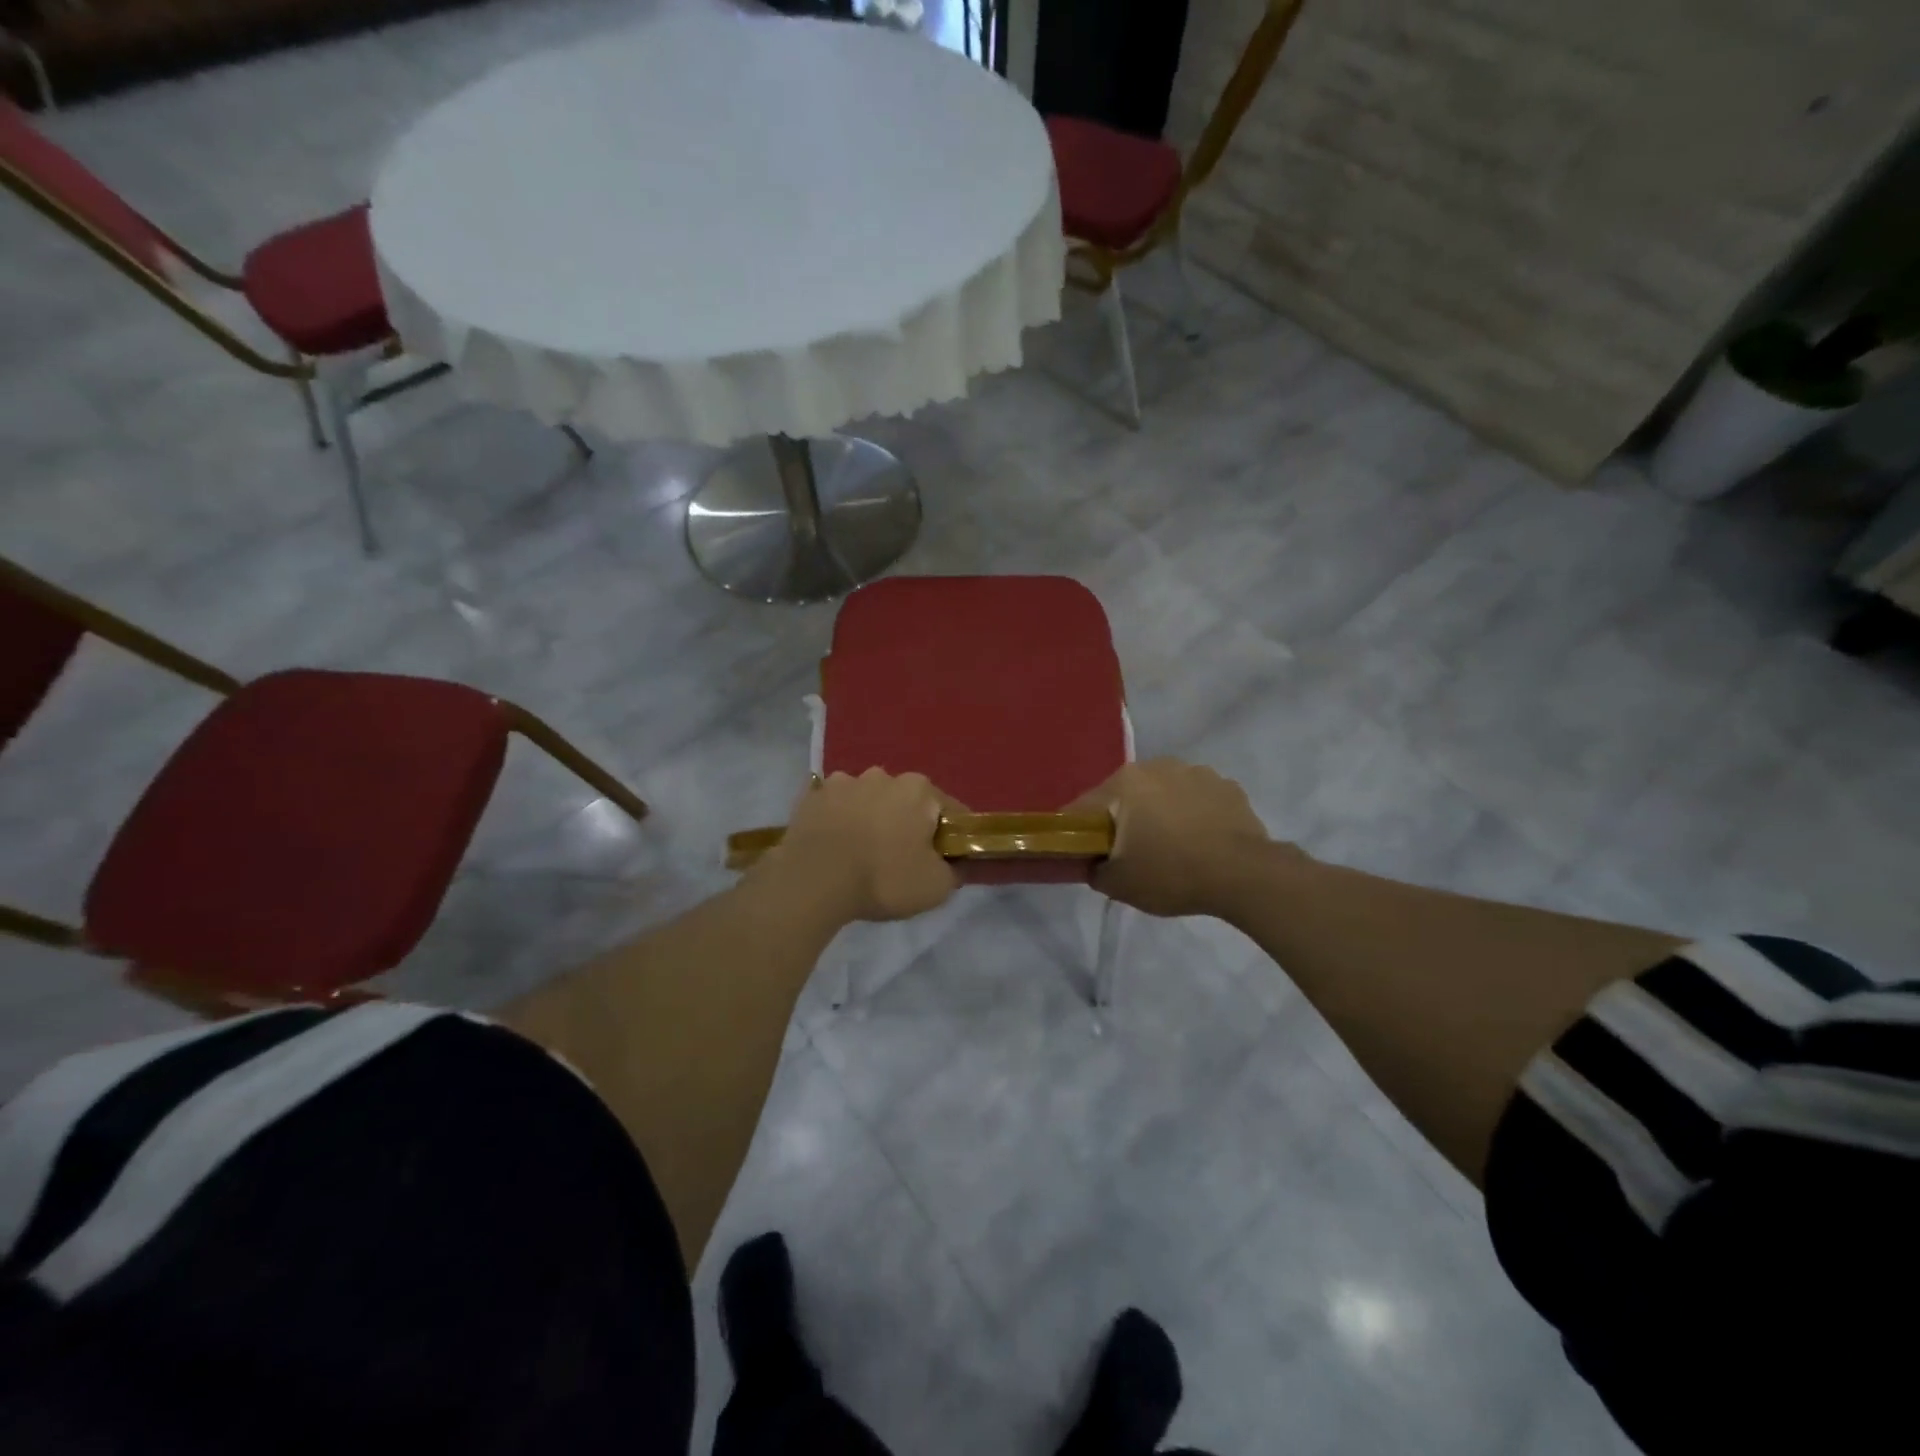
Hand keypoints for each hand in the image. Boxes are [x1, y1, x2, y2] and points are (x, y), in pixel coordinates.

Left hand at [757, 769, 959, 923]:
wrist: (812, 882)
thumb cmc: (883, 879)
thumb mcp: (935, 887)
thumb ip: (955, 871)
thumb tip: (956, 863)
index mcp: (919, 789)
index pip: (949, 811)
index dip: (951, 837)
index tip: (944, 860)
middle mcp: (883, 775)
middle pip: (906, 801)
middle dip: (907, 823)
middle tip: (901, 859)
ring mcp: (842, 781)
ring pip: (867, 800)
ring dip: (870, 818)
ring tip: (861, 852)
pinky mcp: (811, 796)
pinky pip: (834, 806)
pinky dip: (838, 819)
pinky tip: (834, 843)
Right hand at [1071, 758, 1281, 917]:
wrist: (1244, 875)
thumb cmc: (1172, 873)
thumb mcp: (1119, 884)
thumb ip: (1094, 871)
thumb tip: (1095, 864)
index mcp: (1125, 783)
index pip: (1085, 807)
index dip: (1079, 832)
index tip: (1084, 854)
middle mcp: (1157, 766)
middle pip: (1126, 795)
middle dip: (1124, 819)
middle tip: (1129, 854)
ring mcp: (1197, 772)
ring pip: (1164, 793)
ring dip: (1161, 813)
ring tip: (1172, 847)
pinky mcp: (1228, 786)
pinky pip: (1198, 799)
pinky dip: (1194, 815)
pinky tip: (1202, 842)